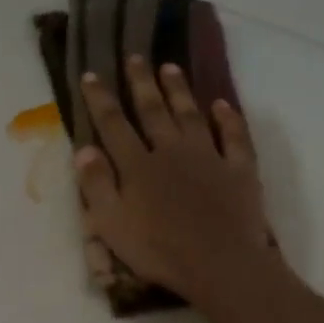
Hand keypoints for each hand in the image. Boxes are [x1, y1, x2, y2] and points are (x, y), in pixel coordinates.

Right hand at [76, 56, 277, 307]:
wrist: (220, 265)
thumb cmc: (158, 250)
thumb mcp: (111, 224)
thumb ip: (96, 185)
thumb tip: (84, 149)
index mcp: (137, 165)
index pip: (113, 124)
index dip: (100, 99)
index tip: (91, 74)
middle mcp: (171, 151)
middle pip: (153, 110)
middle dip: (141, 82)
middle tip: (135, 56)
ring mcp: (208, 157)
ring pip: (191, 115)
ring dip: (179, 90)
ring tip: (170, 67)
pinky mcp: (239, 170)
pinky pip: (234, 137)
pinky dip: (228, 118)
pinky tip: (222, 104)